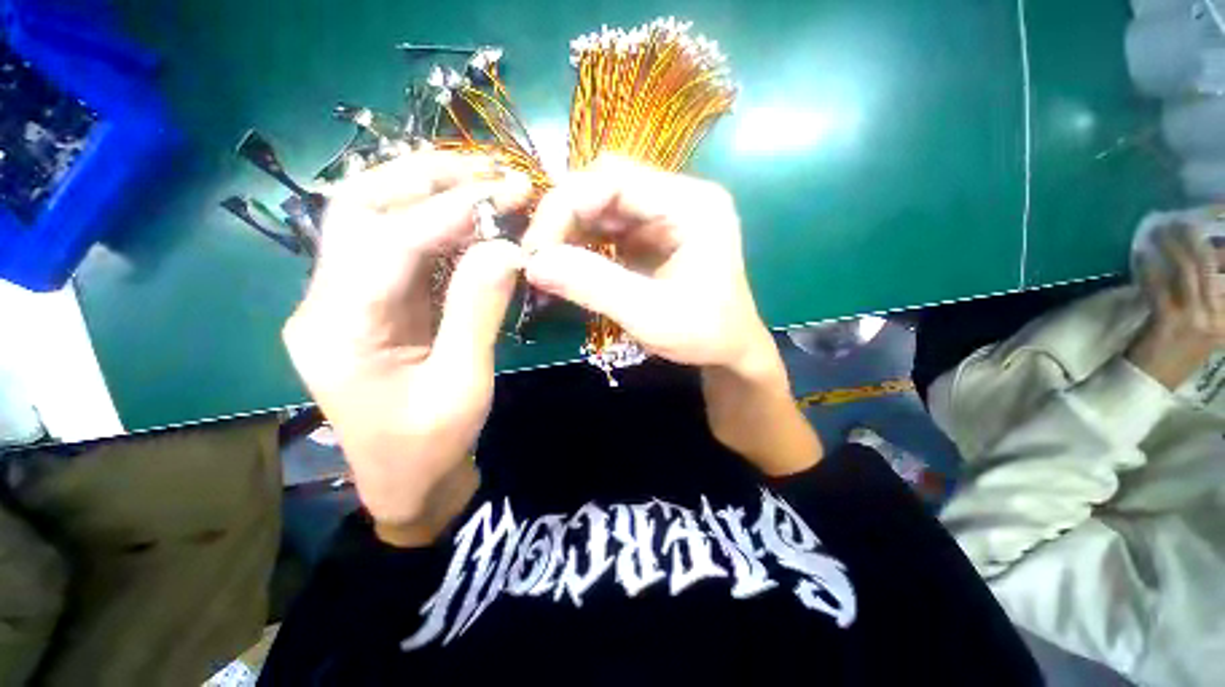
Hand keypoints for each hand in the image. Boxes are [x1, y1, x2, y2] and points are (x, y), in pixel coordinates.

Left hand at [282, 151, 531, 543]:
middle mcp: (326, 302)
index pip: (391, 243)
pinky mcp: (369, 306)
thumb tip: (508, 248)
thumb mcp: (464, 382)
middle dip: (422, 178)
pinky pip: (396, 250)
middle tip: (484, 170)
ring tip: (480, 181)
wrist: (406, 481)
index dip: (450, 212)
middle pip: (357, 209)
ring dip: (425, 192)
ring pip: (371, 220)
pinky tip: (469, 220)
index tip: (505, 192)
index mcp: (341, 330)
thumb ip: (479, 311)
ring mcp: (343, 301)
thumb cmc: (432, 445)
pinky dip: (433, 225)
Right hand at [522, 156, 774, 369]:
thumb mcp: (649, 315)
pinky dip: (585, 240)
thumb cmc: (704, 334)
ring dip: (571, 228)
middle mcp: (680, 197)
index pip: (615, 178)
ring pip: (604, 203)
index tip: (537, 247)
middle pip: (607, 184)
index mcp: (692, 204)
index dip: (567, 205)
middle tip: (537, 254)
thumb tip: (533, 264)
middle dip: (565, 215)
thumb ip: (593, 286)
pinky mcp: (656, 233)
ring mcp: (667, 214)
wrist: (731, 350)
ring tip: (547, 259)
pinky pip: (611, 225)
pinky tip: (569, 261)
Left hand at [1128, 222, 1224, 388]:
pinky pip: (1160, 288)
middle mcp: (1218, 315)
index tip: (1209, 224)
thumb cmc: (1176, 348)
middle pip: (1209, 265)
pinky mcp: (1169, 323)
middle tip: (1180, 221)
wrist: (1151, 379)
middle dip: (1194, 239)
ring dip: (1171, 247)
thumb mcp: (1203, 320)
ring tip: (1160, 230)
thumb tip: (1208, 256)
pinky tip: (1142, 255)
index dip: (1221, 248)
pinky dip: (1150, 269)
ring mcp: (1195, 320)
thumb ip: (1208, 293)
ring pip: (1186, 272)